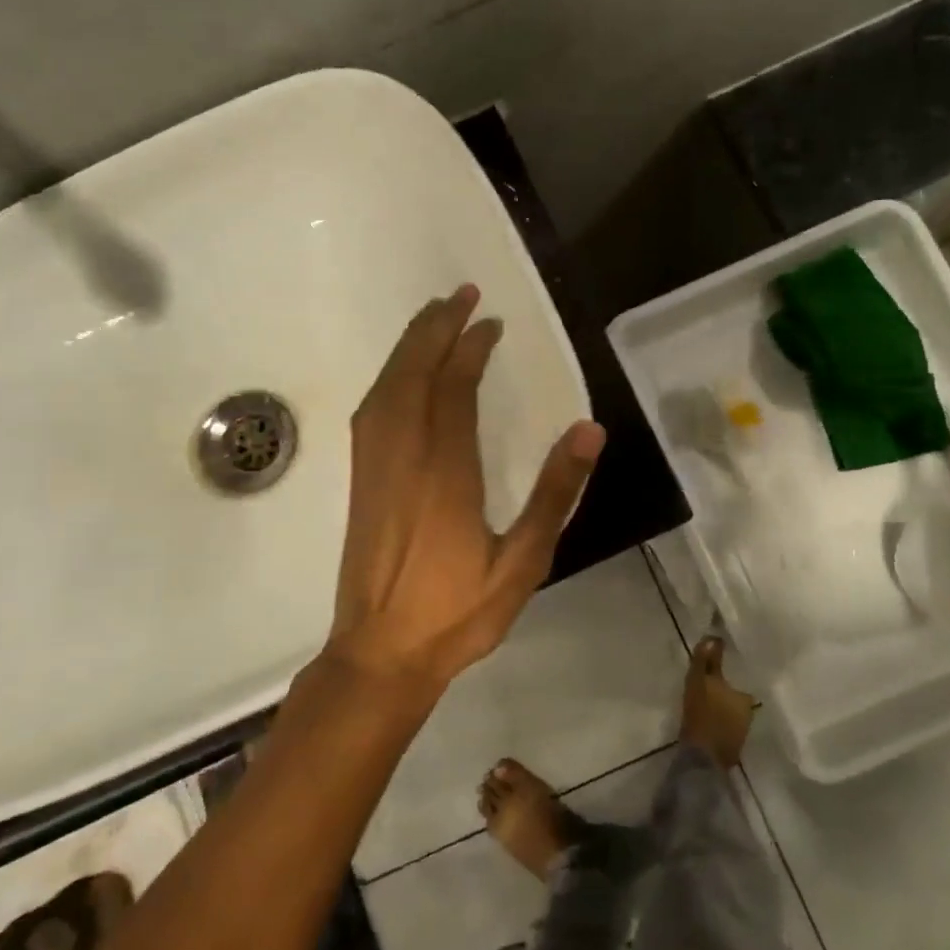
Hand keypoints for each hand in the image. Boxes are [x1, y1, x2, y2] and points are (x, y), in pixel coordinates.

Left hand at [327, 284, 605, 692]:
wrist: (380, 654)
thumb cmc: (457, 612)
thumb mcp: (523, 563)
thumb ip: (554, 494)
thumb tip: (589, 431)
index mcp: (444, 471)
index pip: (454, 389)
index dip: (471, 349)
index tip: (491, 323)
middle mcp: (403, 455)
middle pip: (413, 373)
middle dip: (435, 328)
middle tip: (460, 295)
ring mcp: (374, 467)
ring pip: (386, 387)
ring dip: (410, 346)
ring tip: (434, 317)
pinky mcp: (361, 481)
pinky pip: (372, 411)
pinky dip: (389, 377)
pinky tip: (402, 375)